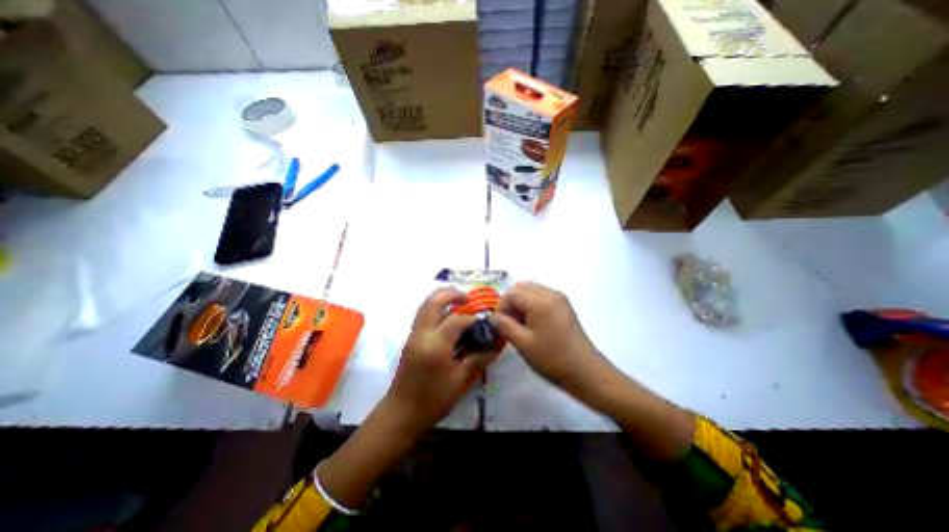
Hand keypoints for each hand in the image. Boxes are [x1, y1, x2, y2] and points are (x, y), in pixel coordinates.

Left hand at [381, 288, 493, 433]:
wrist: (401, 413)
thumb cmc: (433, 400)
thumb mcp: (460, 381)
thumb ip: (477, 359)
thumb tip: (495, 346)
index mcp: (436, 345)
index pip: (456, 320)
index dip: (471, 319)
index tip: (482, 323)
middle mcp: (422, 334)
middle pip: (434, 302)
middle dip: (451, 294)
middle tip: (467, 296)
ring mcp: (413, 335)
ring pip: (425, 305)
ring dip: (441, 297)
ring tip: (457, 300)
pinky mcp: (410, 339)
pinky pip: (422, 315)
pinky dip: (434, 307)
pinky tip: (446, 315)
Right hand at [494, 280, 694, 458]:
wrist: (585, 371)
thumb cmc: (552, 358)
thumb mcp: (523, 343)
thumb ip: (504, 325)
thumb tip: (491, 317)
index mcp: (540, 300)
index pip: (512, 293)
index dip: (501, 307)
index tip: (499, 325)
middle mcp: (550, 293)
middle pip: (521, 288)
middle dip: (510, 302)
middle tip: (508, 323)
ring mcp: (559, 298)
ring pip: (531, 291)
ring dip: (521, 303)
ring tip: (520, 325)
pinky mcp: (564, 306)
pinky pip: (541, 297)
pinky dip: (531, 305)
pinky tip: (532, 324)